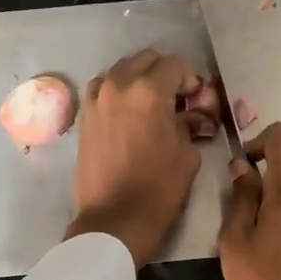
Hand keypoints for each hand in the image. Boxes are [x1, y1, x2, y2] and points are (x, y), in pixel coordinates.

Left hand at [65, 49, 209, 267]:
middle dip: (163, 73)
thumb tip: (194, 115)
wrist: (115, 220)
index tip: (196, 101)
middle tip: (175, 99)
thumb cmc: (159, 189)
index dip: (190, 80)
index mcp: (149, 91)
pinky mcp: (84, 117)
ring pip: (120, 70)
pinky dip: (116, 92)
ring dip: (137, 79)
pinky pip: (101, 90)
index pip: (175, 65)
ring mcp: (96, 100)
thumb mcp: (187, 155)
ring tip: (149, 104)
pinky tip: (127, 113)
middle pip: (145, 60)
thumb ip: (190, 124)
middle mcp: (119, 86)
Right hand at [218, 122, 280, 279]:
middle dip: (255, 194)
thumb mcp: (235, 241)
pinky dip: (280, 234)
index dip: (258, 141)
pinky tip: (269, 266)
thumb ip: (240, 199)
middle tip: (235, 230)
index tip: (241, 167)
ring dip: (266, 218)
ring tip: (250, 253)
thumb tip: (243, 167)